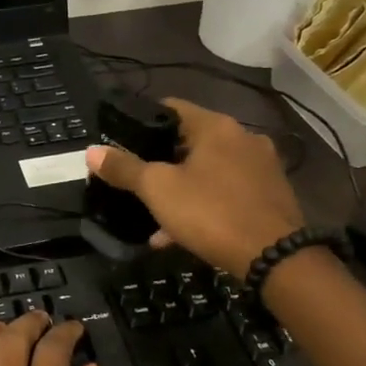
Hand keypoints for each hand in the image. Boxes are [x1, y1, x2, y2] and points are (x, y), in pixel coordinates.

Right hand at [85, 98, 304, 274]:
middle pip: (192, 142)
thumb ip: (125, 169)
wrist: (274, 257)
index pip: (173, 108)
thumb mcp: (159, 190)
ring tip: (158, 218)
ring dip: (183, 190)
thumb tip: (91, 151)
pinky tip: (184, 234)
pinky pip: (229, 193)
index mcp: (216, 127)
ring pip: (210, 171)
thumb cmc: (211, 213)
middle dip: (163, 163)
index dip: (144, 121)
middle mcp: (244, 138)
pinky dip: (206, 205)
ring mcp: (262, 167)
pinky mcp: (272, 196)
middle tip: (139, 183)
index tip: (124, 140)